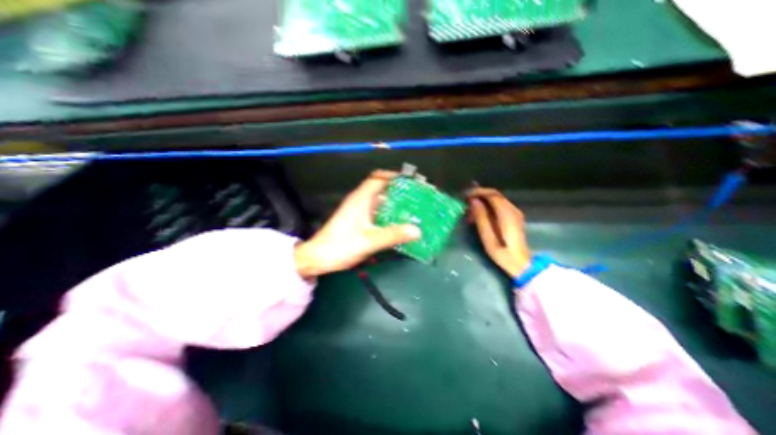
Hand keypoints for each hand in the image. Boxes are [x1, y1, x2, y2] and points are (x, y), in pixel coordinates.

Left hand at [294, 170, 422, 278]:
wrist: (318, 257)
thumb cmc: (340, 246)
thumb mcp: (369, 241)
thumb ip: (392, 235)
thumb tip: (417, 230)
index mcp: (360, 199)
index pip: (378, 178)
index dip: (394, 176)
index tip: (411, 181)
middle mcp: (360, 200)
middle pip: (381, 187)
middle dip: (398, 189)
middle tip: (416, 196)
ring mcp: (358, 210)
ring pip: (379, 200)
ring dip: (394, 201)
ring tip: (412, 208)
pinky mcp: (358, 219)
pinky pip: (376, 210)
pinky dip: (388, 212)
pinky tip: (398, 221)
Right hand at [463, 186, 530, 276]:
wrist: (522, 264)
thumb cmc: (503, 253)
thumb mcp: (488, 238)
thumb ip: (481, 218)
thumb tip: (473, 201)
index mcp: (507, 214)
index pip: (492, 195)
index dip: (478, 192)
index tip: (465, 196)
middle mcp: (513, 209)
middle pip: (495, 194)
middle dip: (479, 195)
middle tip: (466, 201)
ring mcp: (515, 212)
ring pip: (497, 199)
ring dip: (483, 201)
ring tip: (470, 210)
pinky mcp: (514, 216)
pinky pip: (499, 205)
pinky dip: (488, 206)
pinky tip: (479, 214)